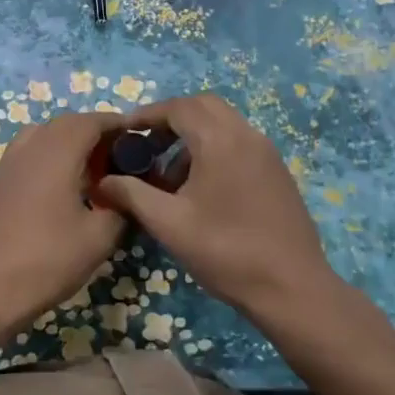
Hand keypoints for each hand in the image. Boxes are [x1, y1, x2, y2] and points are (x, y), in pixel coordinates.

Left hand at [0, 110, 126, 394]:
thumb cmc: (48, 260)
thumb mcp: (99, 238)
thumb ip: (119, 207)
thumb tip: (123, 195)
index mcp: (56, 155)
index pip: (88, 122)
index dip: (113, 122)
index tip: (133, 134)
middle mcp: (27, 150)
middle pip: (61, 124)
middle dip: (89, 130)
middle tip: (112, 154)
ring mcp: (3, 167)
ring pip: (36, 136)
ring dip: (62, 142)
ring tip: (81, 169)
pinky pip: (21, 158)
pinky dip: (42, 159)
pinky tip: (51, 190)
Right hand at [93, 93, 333, 318]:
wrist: (292, 287)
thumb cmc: (225, 251)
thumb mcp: (169, 223)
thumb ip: (132, 194)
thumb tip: (102, 182)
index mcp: (220, 140)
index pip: (178, 107)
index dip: (147, 115)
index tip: (124, 131)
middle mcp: (247, 135)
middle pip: (203, 107)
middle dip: (170, 120)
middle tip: (146, 146)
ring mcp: (267, 153)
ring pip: (223, 125)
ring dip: (192, 137)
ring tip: (169, 177)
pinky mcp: (277, 172)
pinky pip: (239, 143)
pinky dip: (213, 150)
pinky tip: (200, 189)